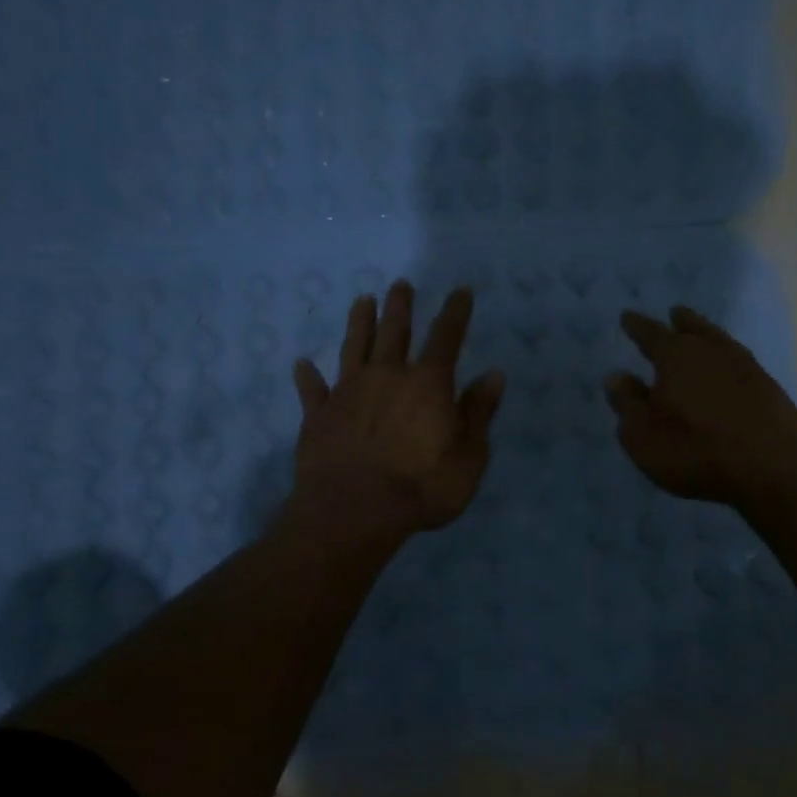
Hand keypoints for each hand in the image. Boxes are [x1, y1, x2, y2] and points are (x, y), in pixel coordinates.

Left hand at [291, 279, 504, 539]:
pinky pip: (312, 389)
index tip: (460, 291)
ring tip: (362, 300)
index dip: (455, 312)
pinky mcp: (318, 415)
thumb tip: (494, 375)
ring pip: (354, 347)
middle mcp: (387, 376)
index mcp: (428, 384)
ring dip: (359, 323)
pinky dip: (308, 377)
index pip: (446, 337)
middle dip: (401, 307)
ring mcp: (348, 392)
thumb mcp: (469, 457)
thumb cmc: (421, 488)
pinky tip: (302, 364)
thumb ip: (479, 413)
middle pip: (395, 332)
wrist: (353, 512)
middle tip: (401, 285)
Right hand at [605, 305, 796, 509]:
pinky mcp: (768, 386)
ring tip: (700, 333)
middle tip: (674, 313)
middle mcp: (710, 351)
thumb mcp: (643, 436)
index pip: (650, 334)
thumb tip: (616, 376)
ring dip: (707, 334)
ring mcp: (745, 366)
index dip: (636, 326)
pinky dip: (728, 359)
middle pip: (692, 328)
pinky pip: (740, 361)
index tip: (627, 316)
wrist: (770, 467)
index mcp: (675, 357)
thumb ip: (627, 404)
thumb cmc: (694, 451)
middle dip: (680, 321)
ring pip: (719, 341)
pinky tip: (728, 368)